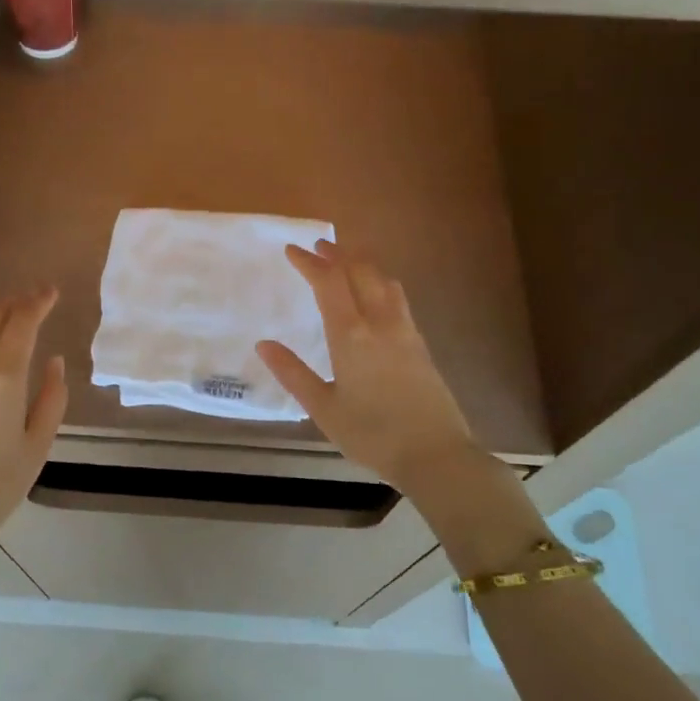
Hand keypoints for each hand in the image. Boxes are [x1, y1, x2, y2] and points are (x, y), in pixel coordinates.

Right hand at [256, 241, 485, 499]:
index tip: (292, 250)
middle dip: (337, 254)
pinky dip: (380, 282)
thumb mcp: (323, 409)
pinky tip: (377, 294)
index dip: (309, 262)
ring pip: (384, 281)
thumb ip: (293, 374)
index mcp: (351, 335)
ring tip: (347, 260)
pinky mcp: (421, 344)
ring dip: (362, 264)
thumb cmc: (372, 435)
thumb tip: (263, 344)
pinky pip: (398, 298)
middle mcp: (380, 323)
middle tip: (318, 246)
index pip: (329, 283)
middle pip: (360, 272)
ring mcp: (405, 331)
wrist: (435, 454)